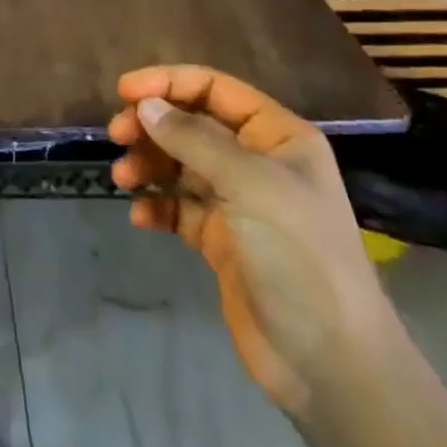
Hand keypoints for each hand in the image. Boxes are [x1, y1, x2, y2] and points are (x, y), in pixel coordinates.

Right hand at [107, 66, 394, 415]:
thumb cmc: (299, 255)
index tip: (124, 92)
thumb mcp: (249, 184)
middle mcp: (258, 162)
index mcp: (277, 136)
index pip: (215, 88)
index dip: (168, 82)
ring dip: (148, 164)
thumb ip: (193, 139)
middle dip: (152, 125)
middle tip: (117, 136)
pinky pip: (178, 208)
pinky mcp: (222, 241)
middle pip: (192, 124)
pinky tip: (141, 216)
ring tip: (124, 179)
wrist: (330, 364)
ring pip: (180, 164)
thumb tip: (145, 104)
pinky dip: (157, 205)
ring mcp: (239, 203)